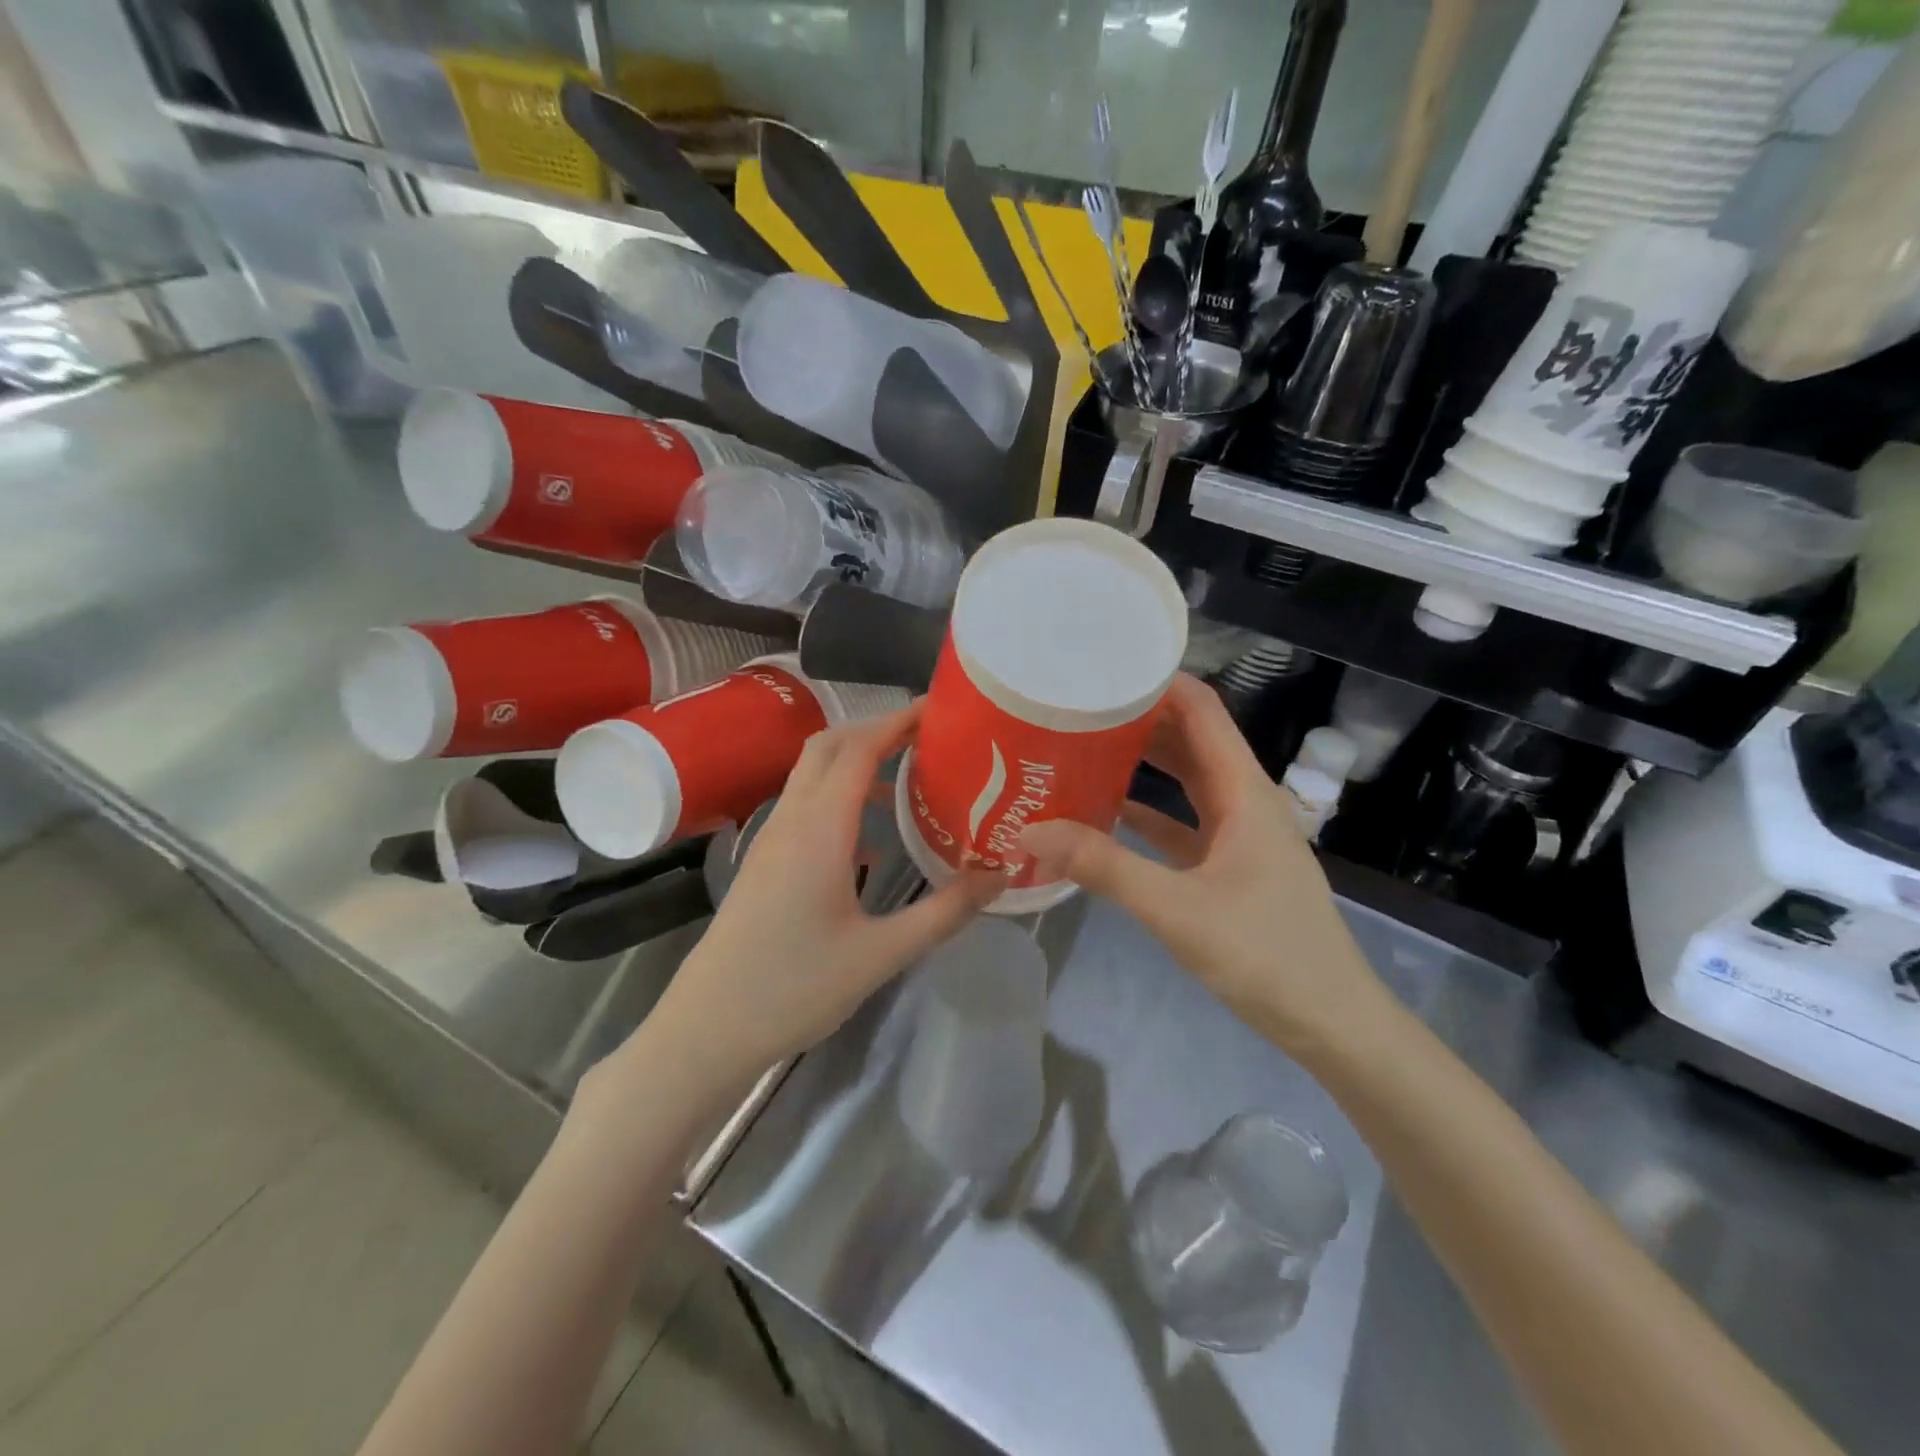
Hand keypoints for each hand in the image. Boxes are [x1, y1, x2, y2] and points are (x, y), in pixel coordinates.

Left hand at [643, 704, 997, 1098]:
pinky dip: (840, 791)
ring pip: (813, 772)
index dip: (898, 721)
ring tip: (909, 776)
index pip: (858, 749)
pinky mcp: (765, 860)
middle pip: (830, 746)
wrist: (708, 1028)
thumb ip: (944, 911)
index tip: (939, 710)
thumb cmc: (794, 988)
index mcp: (819, 829)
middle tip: (929, 738)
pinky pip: (805, 802)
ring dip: (856, 759)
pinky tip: (871, 833)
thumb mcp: (881, 954)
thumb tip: (1000, 873)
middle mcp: (791, 820)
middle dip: (877, 729)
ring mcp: (772, 838)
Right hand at [1020, 674, 1387, 1055]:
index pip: (1203, 710)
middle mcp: (1244, 800)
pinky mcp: (1229, 867)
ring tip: (1084, 745)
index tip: (1103, 667)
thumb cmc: (1267, 955)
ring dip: (1143, 761)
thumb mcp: (1178, 909)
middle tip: (1078, 705)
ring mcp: (1239, 835)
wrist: (1332, 1024)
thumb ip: (1104, 867)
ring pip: (1187, 780)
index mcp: (1244, 791)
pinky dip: (1148, 811)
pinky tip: (1105, 810)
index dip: (1158, 681)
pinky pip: (1182, 822)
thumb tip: (1031, 830)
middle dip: (1140, 716)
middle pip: (1191, 738)